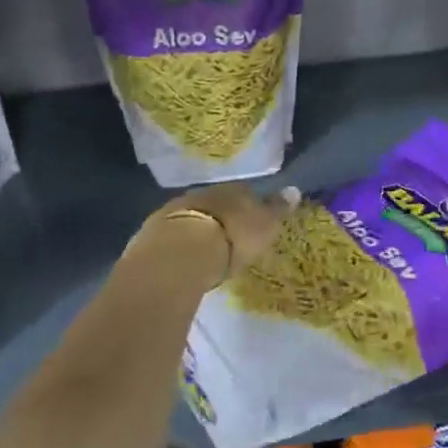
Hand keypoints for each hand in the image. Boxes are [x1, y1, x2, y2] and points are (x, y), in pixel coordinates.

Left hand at [133, 183, 298, 285]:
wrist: (182, 252)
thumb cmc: (233, 238)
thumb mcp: (265, 225)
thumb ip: (277, 209)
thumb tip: (294, 189)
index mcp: (233, 191)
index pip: (245, 193)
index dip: (249, 206)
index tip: (252, 221)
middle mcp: (203, 194)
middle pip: (215, 203)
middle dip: (221, 216)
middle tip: (227, 236)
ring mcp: (175, 210)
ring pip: (192, 216)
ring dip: (197, 229)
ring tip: (204, 250)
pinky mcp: (153, 231)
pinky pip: (172, 234)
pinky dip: (178, 243)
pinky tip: (182, 258)